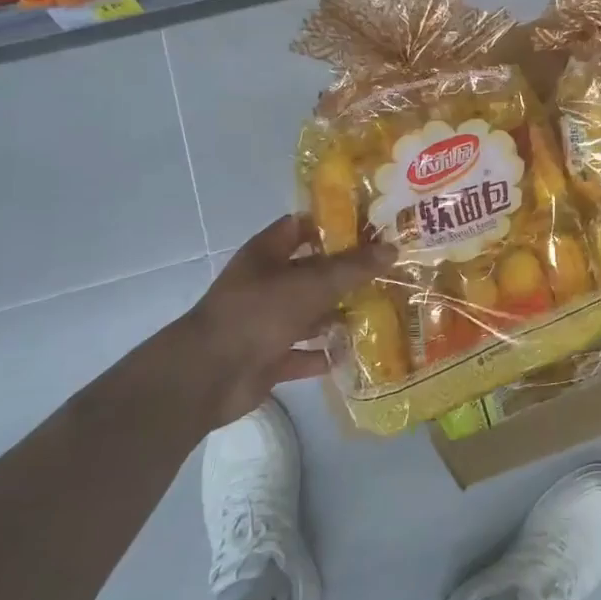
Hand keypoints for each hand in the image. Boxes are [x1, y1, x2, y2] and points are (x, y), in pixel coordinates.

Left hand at [182, 215, 393, 422]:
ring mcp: (265, 322)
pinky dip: (324, 354)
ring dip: (338, 315)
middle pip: (311, 272)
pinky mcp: (268, 357)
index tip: (372, 227)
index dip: (333, 224)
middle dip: (346, 273)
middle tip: (388, 271)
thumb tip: (392, 250)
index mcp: (267, 254)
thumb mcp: (311, 283)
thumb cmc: (258, 313)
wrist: (208, 375)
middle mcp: (266, 283)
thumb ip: (353, 268)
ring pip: (309, 313)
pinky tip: (354, 352)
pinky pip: (303, 352)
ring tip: (381, 311)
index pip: (301, 227)